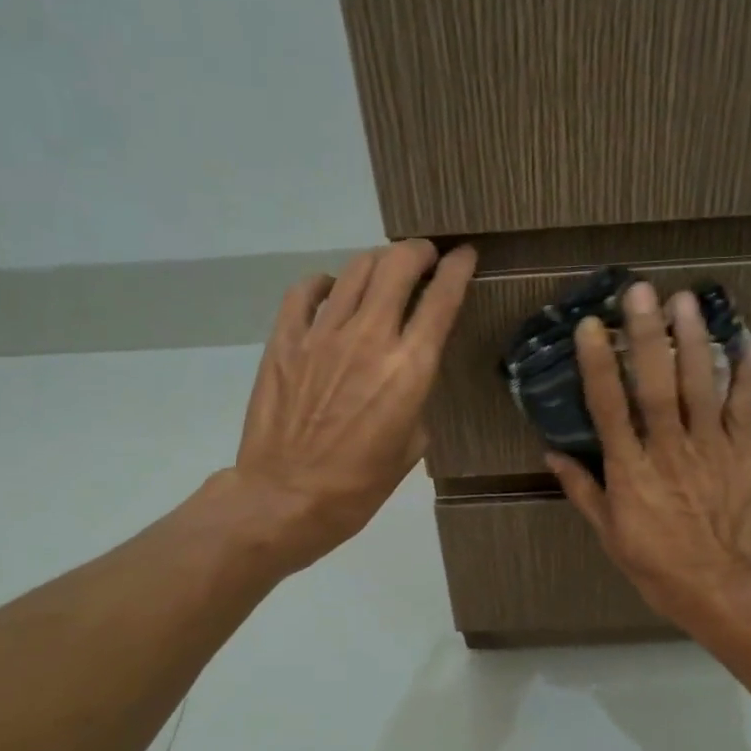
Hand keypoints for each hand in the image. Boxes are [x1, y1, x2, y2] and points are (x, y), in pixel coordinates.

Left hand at [217, 239, 475, 574]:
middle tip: (424, 257)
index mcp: (409, 369)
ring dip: (377, 263)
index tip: (464, 254)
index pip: (442, 298)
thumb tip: (406, 373)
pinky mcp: (285, 340)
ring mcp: (322, 335)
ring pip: (355, 270)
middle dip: (417, 252)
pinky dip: (326, 283)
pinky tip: (331, 293)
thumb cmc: (359, 485)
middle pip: (397, 266)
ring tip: (383, 271)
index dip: (458, 268)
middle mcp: (369, 338)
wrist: (286, 498)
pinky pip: (306, 291)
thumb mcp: (412, 445)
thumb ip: (415, 396)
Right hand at [544, 280, 750, 629]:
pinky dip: (749, 373)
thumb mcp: (609, 534)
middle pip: (657, 385)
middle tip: (642, 292)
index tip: (590, 327)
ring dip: (694, 341)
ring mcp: (710, 448)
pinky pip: (745, 407)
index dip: (598, 365)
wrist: (721, 588)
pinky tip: (749, 340)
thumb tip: (551, 454)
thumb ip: (583, 490)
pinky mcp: (743, 453)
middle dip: (648, 336)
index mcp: (631, 470)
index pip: (609, 408)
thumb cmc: (657, 565)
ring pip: (701, 386)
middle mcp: (669, 450)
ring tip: (686, 301)